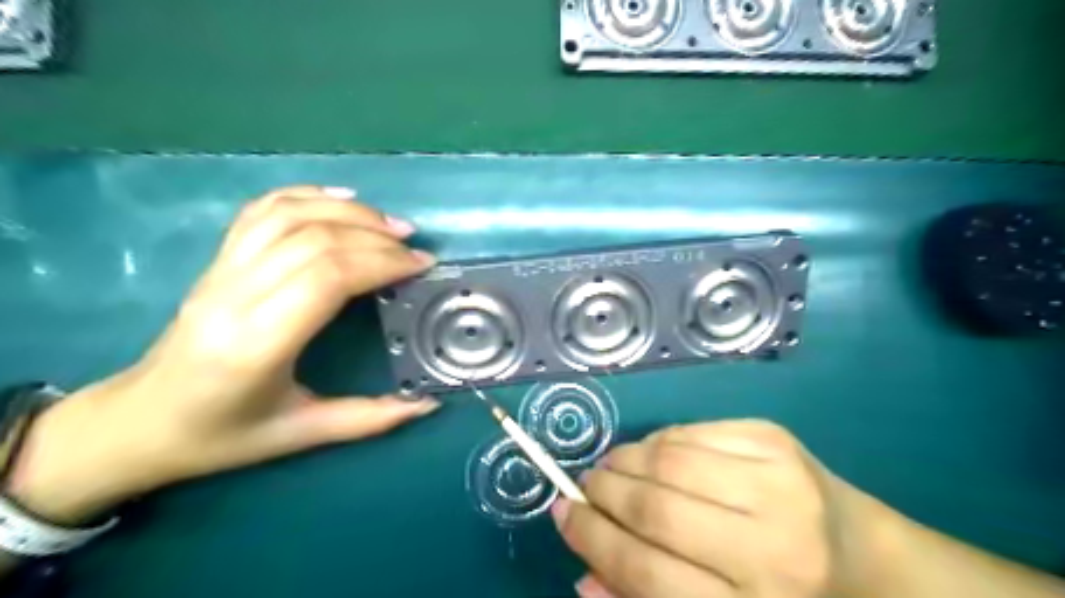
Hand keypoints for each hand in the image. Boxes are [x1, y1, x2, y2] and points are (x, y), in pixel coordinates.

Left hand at [1, 185, 436, 522]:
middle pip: (315, 241)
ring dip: (348, 213)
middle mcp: (236, 296)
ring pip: (289, 216)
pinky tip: (341, 198)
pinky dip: (305, 195)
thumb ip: (370, 418)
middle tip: (415, 249)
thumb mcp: (301, 434)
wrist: (138, 422)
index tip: (421, 266)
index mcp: (258, 344)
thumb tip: (428, 405)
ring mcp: (220, 272)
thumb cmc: (221, 435)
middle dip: (376, 238)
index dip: (381, 263)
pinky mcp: (216, 261)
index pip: (327, 278)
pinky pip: (260, 211)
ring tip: (390, 224)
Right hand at [554, 420, 887, 596]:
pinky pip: (691, 432)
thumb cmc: (784, 597)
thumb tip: (583, 575)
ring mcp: (777, 481)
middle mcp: (772, 546)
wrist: (864, 557)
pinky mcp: (774, 438)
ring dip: (624, 461)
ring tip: (612, 468)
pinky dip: (657, 442)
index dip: (593, 539)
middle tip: (586, 488)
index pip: (647, 571)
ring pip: (668, 460)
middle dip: (603, 493)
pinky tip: (653, 455)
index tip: (563, 514)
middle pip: (655, 509)